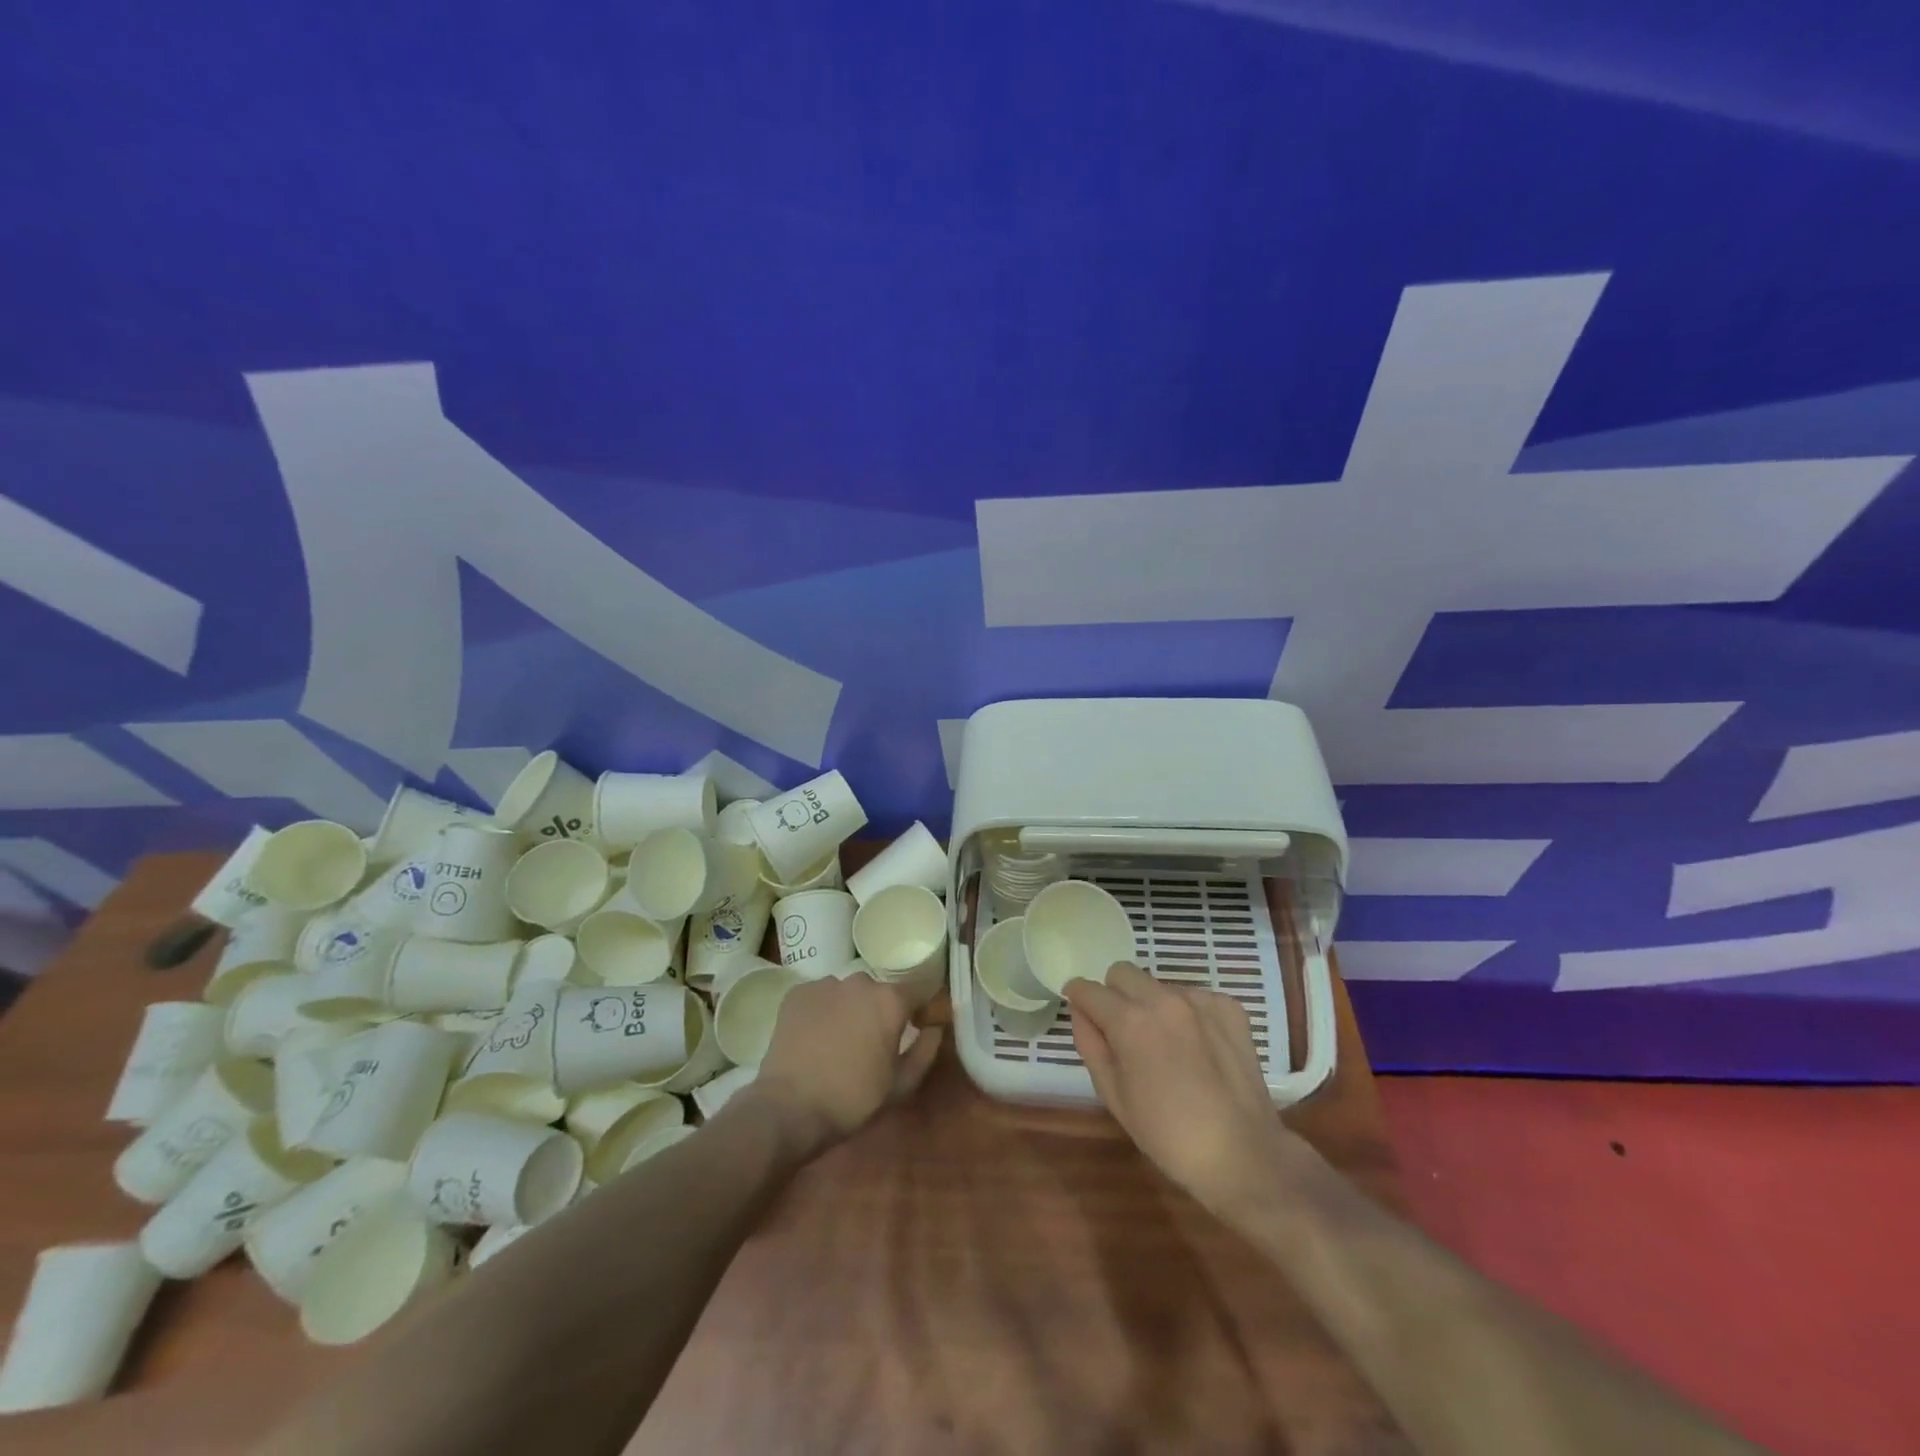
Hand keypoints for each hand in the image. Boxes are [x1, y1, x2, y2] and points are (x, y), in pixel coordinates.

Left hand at [749, 971, 942, 1152]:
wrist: (789, 1108)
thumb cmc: (853, 1099)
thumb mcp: (901, 1086)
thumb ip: (925, 1051)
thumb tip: (935, 1028)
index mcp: (890, 1000)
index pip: (916, 993)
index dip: (917, 1010)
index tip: (913, 1029)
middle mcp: (860, 982)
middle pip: (878, 992)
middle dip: (878, 1011)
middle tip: (870, 1043)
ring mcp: (825, 984)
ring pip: (846, 993)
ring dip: (848, 1009)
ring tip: (837, 1040)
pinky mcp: (797, 993)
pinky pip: (819, 997)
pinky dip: (821, 1011)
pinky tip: (813, 1037)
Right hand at [1065, 962, 1307, 1213]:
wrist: (1243, 1155)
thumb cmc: (1167, 1135)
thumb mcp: (1113, 1096)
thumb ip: (1090, 1045)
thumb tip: (1080, 1012)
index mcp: (1129, 1021)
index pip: (1088, 989)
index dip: (1078, 998)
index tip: (1082, 1012)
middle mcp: (1163, 999)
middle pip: (1122, 972)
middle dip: (1114, 994)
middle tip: (1124, 1032)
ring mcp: (1200, 1000)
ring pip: (1159, 985)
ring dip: (1152, 1004)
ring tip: (1166, 1045)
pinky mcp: (1229, 1008)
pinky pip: (1194, 996)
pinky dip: (1188, 1014)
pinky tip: (1198, 1048)